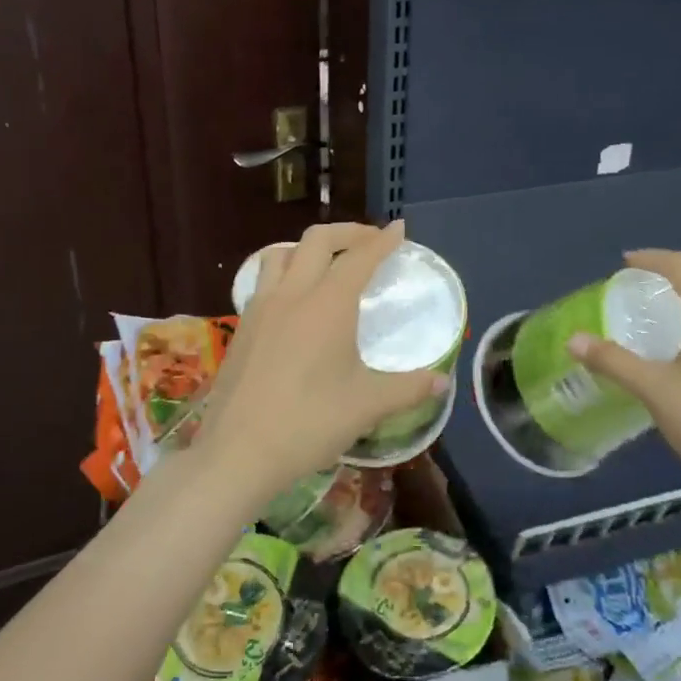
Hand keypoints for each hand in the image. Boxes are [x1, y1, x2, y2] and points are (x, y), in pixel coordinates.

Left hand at [201, 220, 448, 501]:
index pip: (359, 258)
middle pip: (317, 240)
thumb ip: (409, 388)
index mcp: (328, 304)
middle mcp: (293, 294)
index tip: (399, 229)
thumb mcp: (367, 405)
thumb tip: (442, 382)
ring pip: (282, 253)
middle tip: (370, 242)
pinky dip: (286, 271)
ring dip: (309, 247)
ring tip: (328, 262)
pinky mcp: (242, 327)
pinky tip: (295, 300)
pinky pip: (264, 280)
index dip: (382, 241)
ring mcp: (261, 308)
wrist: (238, 451)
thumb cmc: (309, 423)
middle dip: (347, 232)